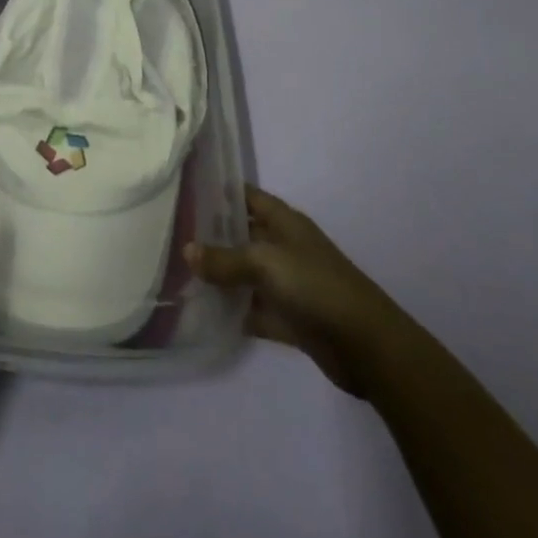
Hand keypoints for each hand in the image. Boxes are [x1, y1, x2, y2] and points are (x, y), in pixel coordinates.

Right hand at [187, 184, 419, 398]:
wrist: (367, 345)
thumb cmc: (316, 286)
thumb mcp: (265, 263)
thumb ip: (225, 259)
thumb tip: (187, 251)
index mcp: (284, 222)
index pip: (247, 196)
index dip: (220, 192)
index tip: (186, 191)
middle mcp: (284, 248)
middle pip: (242, 235)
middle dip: (211, 236)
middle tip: (171, 235)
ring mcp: (287, 284)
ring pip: (245, 275)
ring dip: (219, 277)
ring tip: (177, 273)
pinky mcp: (289, 319)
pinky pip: (253, 310)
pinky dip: (233, 312)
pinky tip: (202, 313)